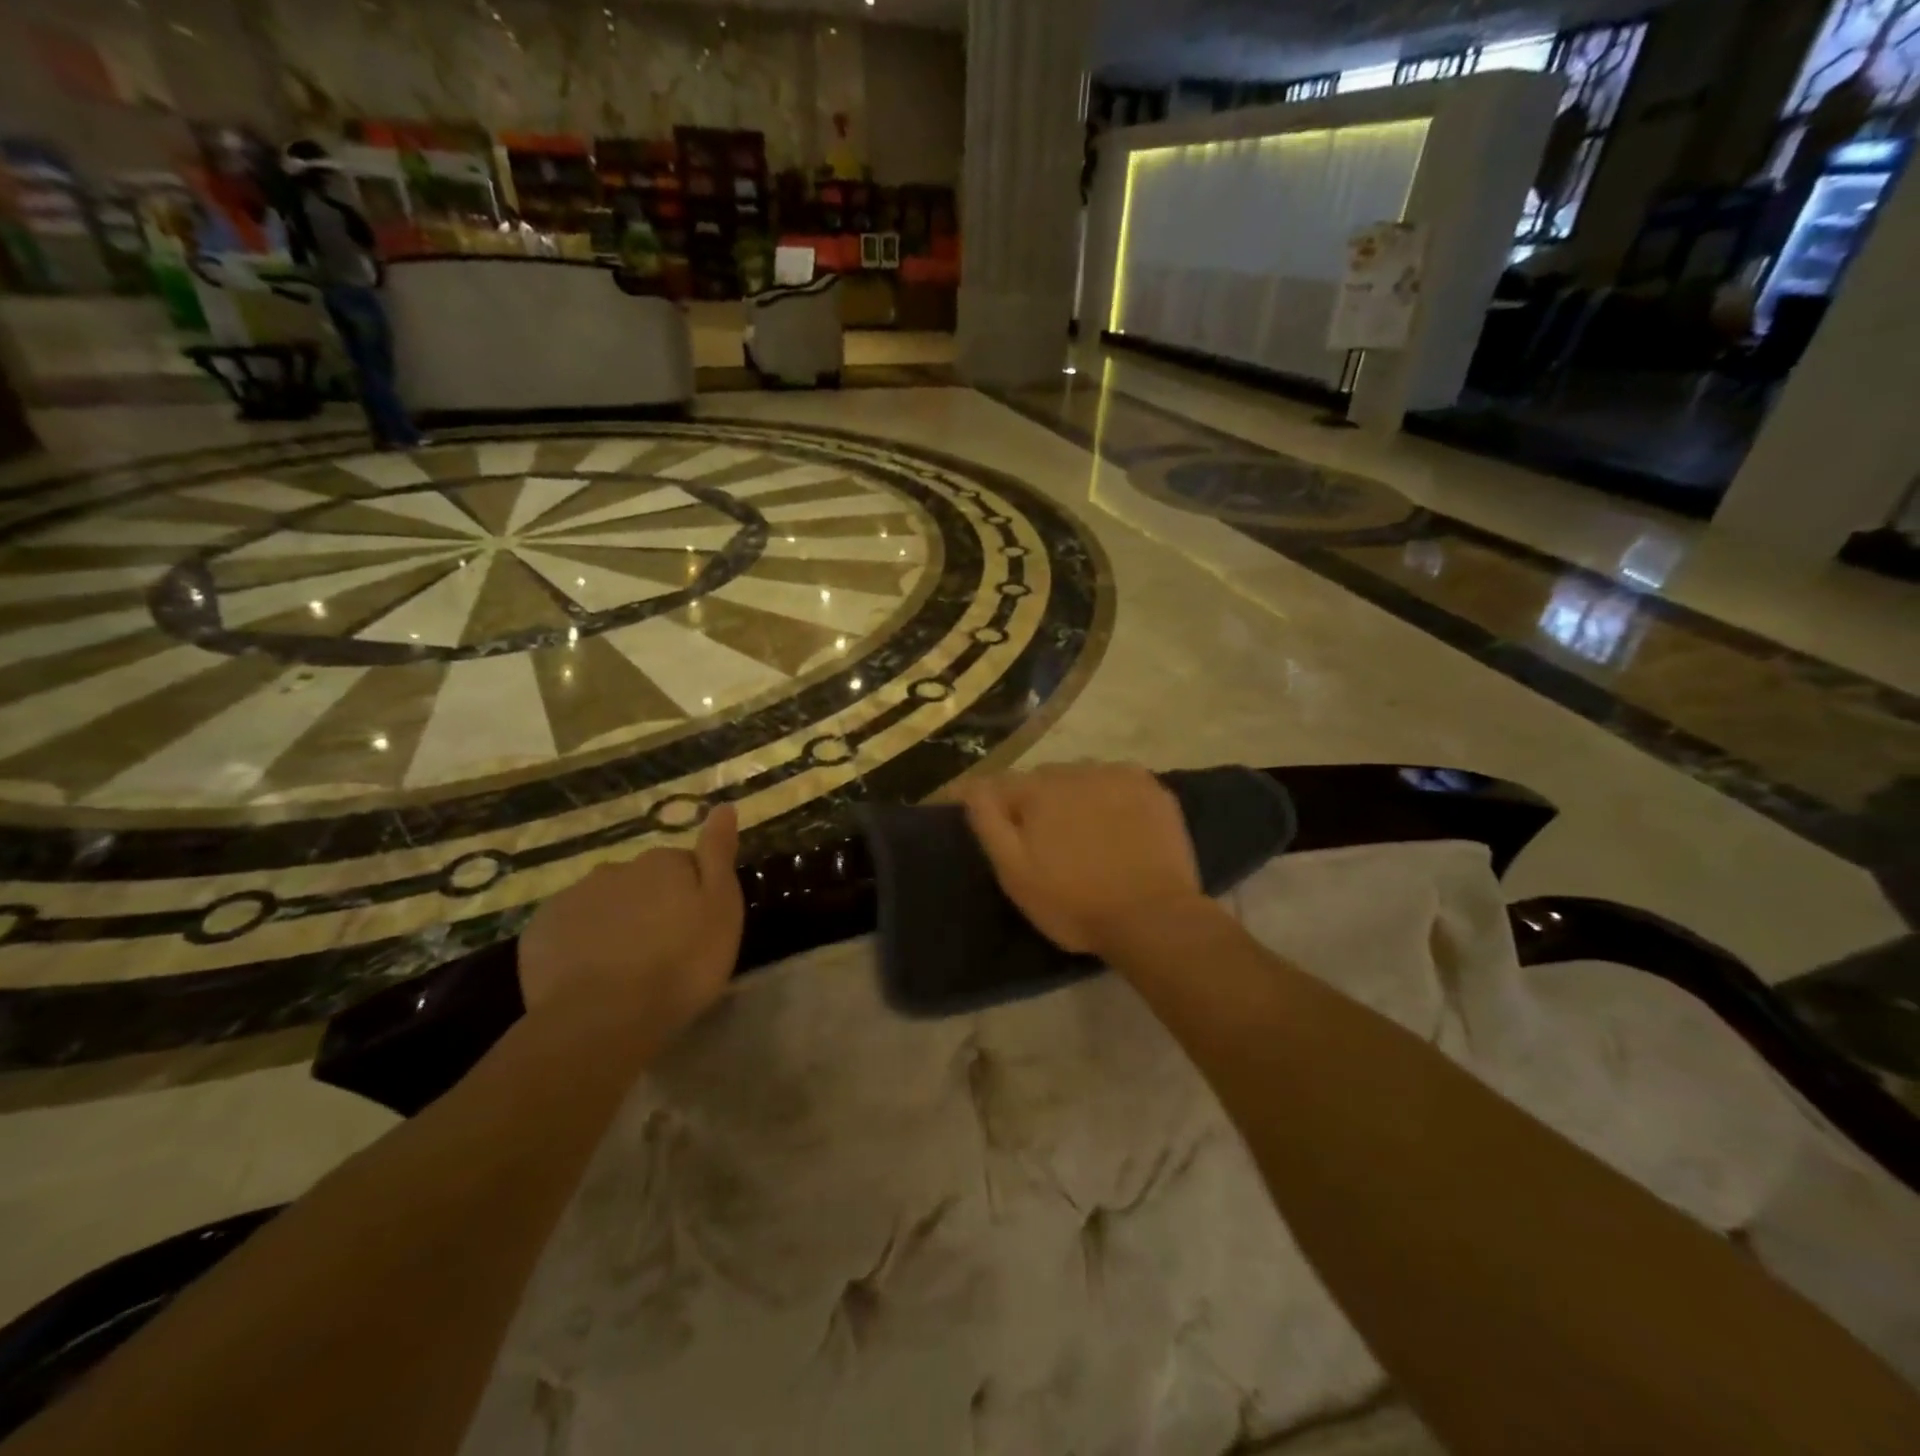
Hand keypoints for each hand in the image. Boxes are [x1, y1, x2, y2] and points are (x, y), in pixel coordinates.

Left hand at [518, 805, 743, 1041]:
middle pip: (640, 882)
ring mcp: (573, 897)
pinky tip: (589, 975)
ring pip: (603, 903)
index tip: (695, 927)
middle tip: (662, 950)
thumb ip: (719, 854)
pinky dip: (579, 943)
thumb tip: (723, 806)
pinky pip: (567, 929)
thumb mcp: (721, 907)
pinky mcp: (540, 931)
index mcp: (663, 862)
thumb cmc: (682, 963)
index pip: (682, 865)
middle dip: (650, 906)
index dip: (691, 894)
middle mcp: (616, 868)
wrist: (605, 1018)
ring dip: (615, 922)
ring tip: (625, 967)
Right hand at [958, 763, 1204, 954]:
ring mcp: (1118, 775)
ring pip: (1082, 777)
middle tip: (1047, 841)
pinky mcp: (1152, 789)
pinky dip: (1111, 797)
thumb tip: (969, 785)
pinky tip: (1118, 825)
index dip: (995, 806)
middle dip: (1038, 802)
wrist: (1153, 918)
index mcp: (1038, 789)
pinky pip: (1118, 782)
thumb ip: (988, 821)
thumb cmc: (1074, 902)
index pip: (1001, 784)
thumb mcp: (1015, 872)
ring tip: (1085, 834)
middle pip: (1044, 779)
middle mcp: (1076, 770)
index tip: (998, 828)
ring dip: (1076, 797)